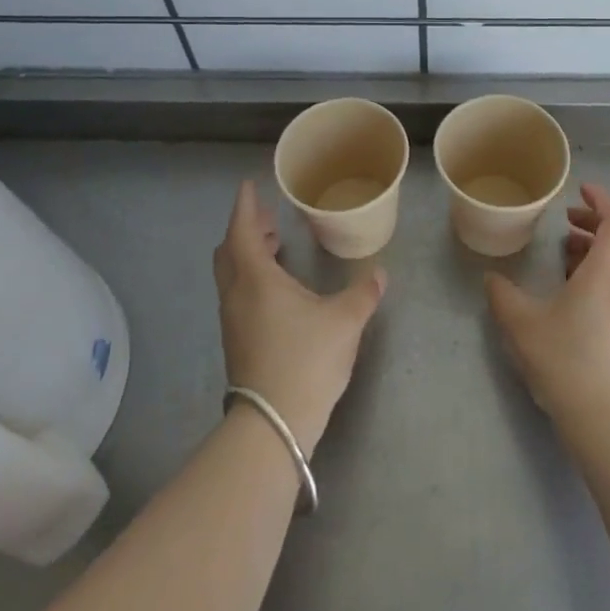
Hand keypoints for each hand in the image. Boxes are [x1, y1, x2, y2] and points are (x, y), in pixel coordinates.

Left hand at [213, 180, 386, 454]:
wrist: (273, 424)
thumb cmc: (306, 360)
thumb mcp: (344, 322)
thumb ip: (363, 294)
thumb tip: (379, 274)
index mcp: (256, 278)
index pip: (243, 230)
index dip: (245, 206)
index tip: (248, 186)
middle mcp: (237, 294)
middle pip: (230, 251)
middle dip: (246, 229)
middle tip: (268, 218)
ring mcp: (233, 320)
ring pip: (232, 274)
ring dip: (248, 254)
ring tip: (275, 246)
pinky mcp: (237, 342)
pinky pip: (238, 294)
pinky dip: (251, 277)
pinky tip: (277, 289)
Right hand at [486, 182, 609, 427]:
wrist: (609, 423)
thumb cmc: (565, 361)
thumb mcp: (522, 325)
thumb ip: (503, 296)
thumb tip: (492, 278)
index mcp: (606, 272)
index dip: (602, 200)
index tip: (580, 191)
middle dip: (596, 224)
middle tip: (566, 222)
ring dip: (598, 251)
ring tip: (566, 255)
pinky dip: (602, 275)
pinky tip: (576, 295)